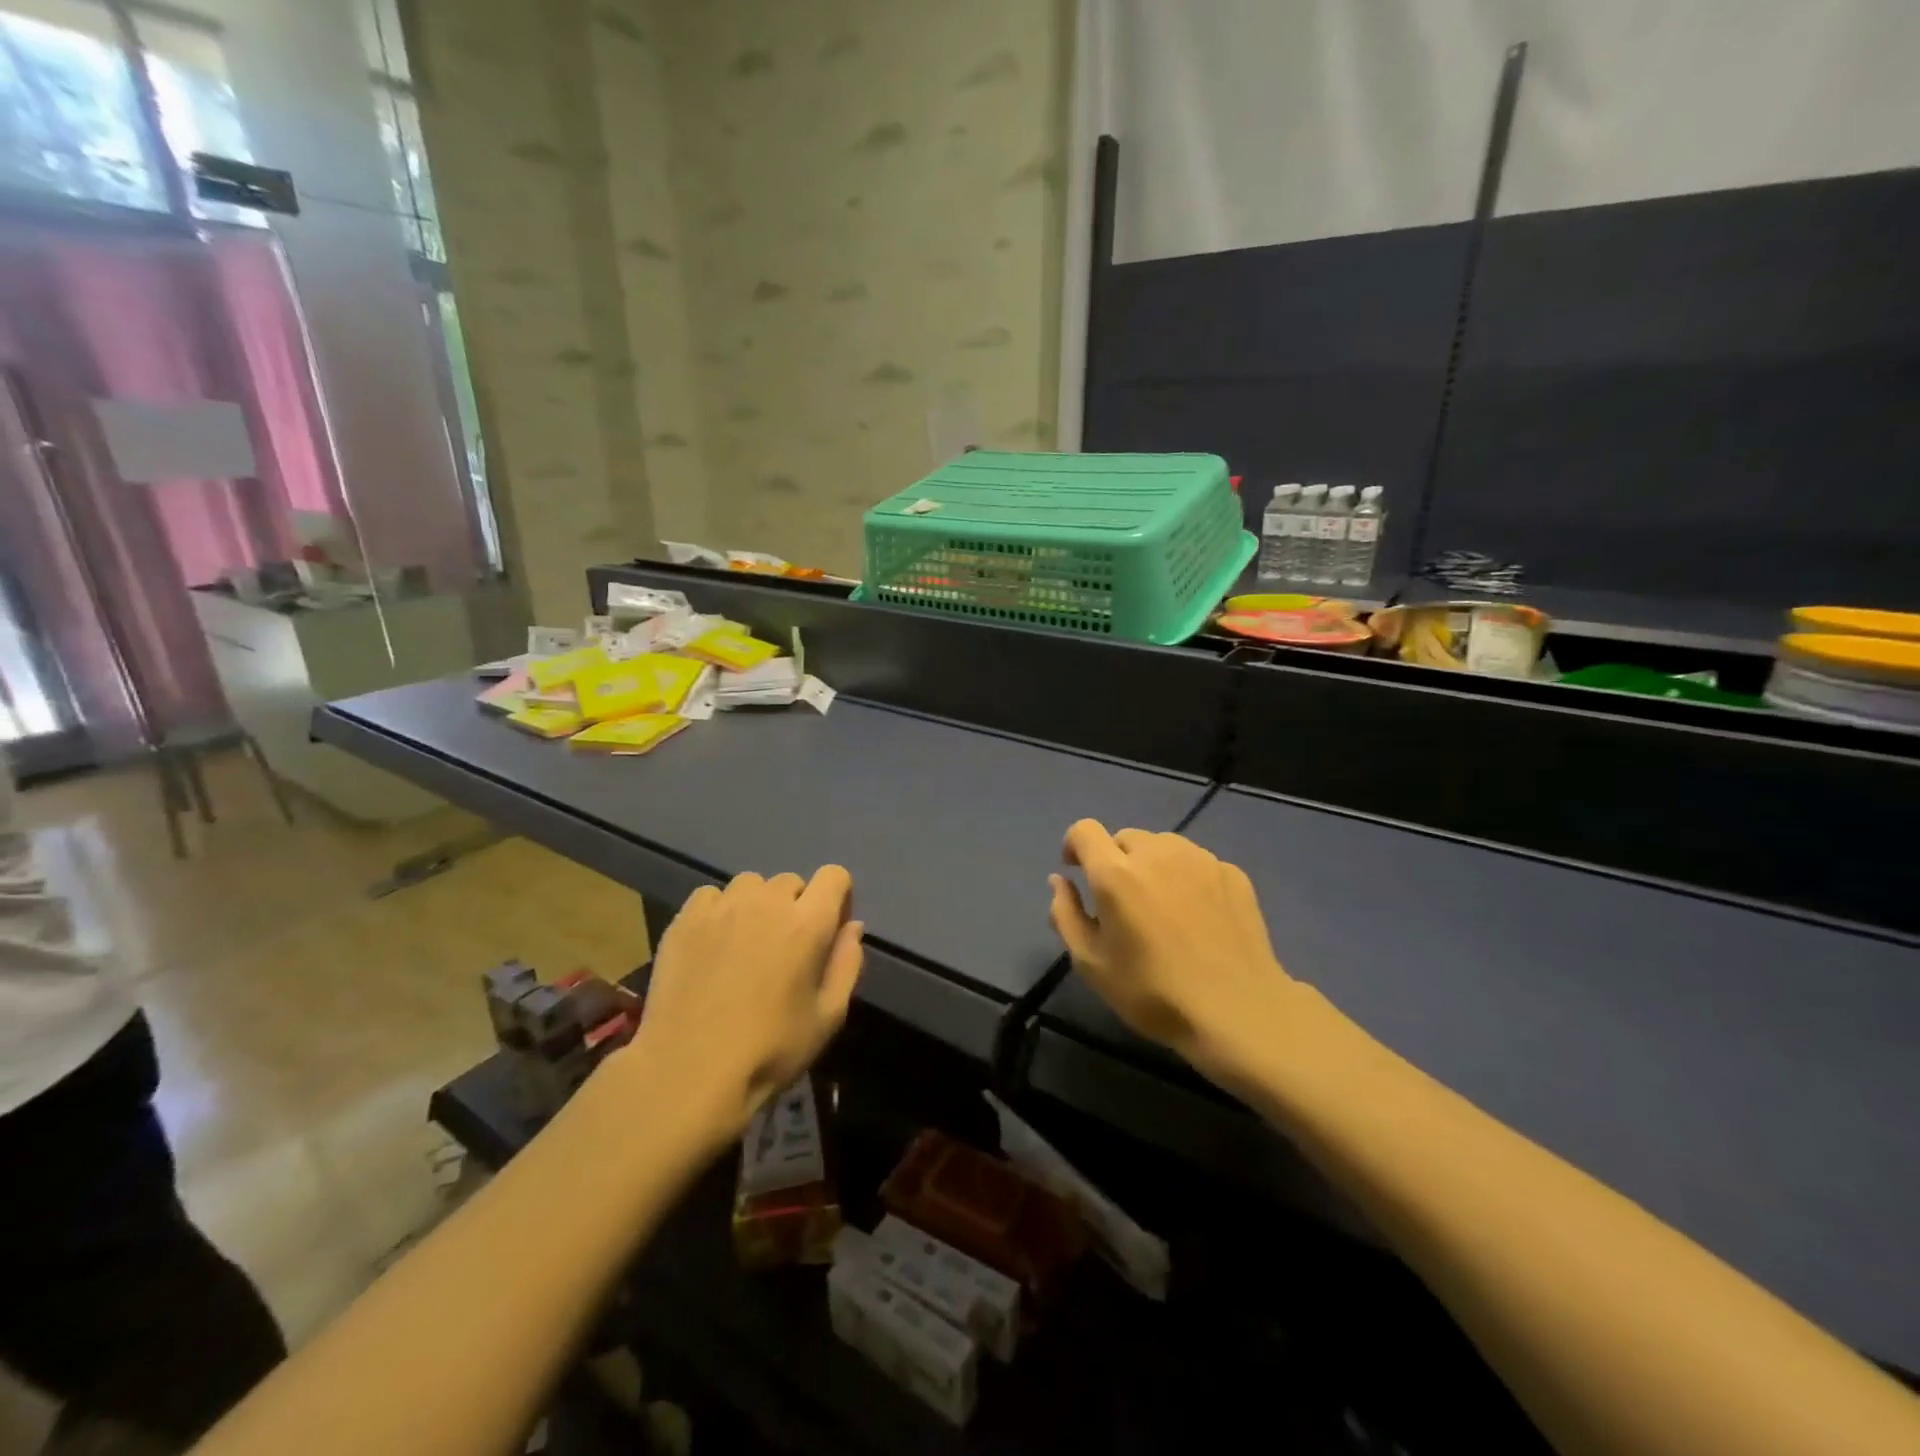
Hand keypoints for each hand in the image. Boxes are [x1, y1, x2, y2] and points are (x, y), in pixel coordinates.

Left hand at [629, 868, 863, 1146]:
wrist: (688, 1073)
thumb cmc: (770, 1050)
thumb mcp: (828, 1017)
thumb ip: (847, 964)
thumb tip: (852, 926)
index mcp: (807, 923)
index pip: (834, 876)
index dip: (838, 898)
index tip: (829, 930)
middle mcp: (766, 902)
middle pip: (791, 882)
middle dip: (796, 906)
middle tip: (785, 948)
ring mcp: (722, 907)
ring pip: (750, 884)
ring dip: (757, 905)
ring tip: (746, 943)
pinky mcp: (685, 920)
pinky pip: (711, 896)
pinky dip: (719, 911)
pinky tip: (713, 944)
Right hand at [1048, 820, 1300, 1086]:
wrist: (1239, 1012)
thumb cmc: (1154, 993)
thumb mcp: (1091, 964)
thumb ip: (1065, 914)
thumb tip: (1059, 880)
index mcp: (1116, 873)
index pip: (1084, 830)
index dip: (1075, 846)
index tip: (1078, 873)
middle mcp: (1157, 853)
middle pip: (1124, 838)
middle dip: (1115, 861)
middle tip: (1123, 904)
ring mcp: (1199, 859)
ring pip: (1162, 846)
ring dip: (1152, 865)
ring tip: (1162, 907)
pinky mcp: (1232, 872)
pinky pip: (1195, 862)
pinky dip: (1186, 878)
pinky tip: (1198, 917)